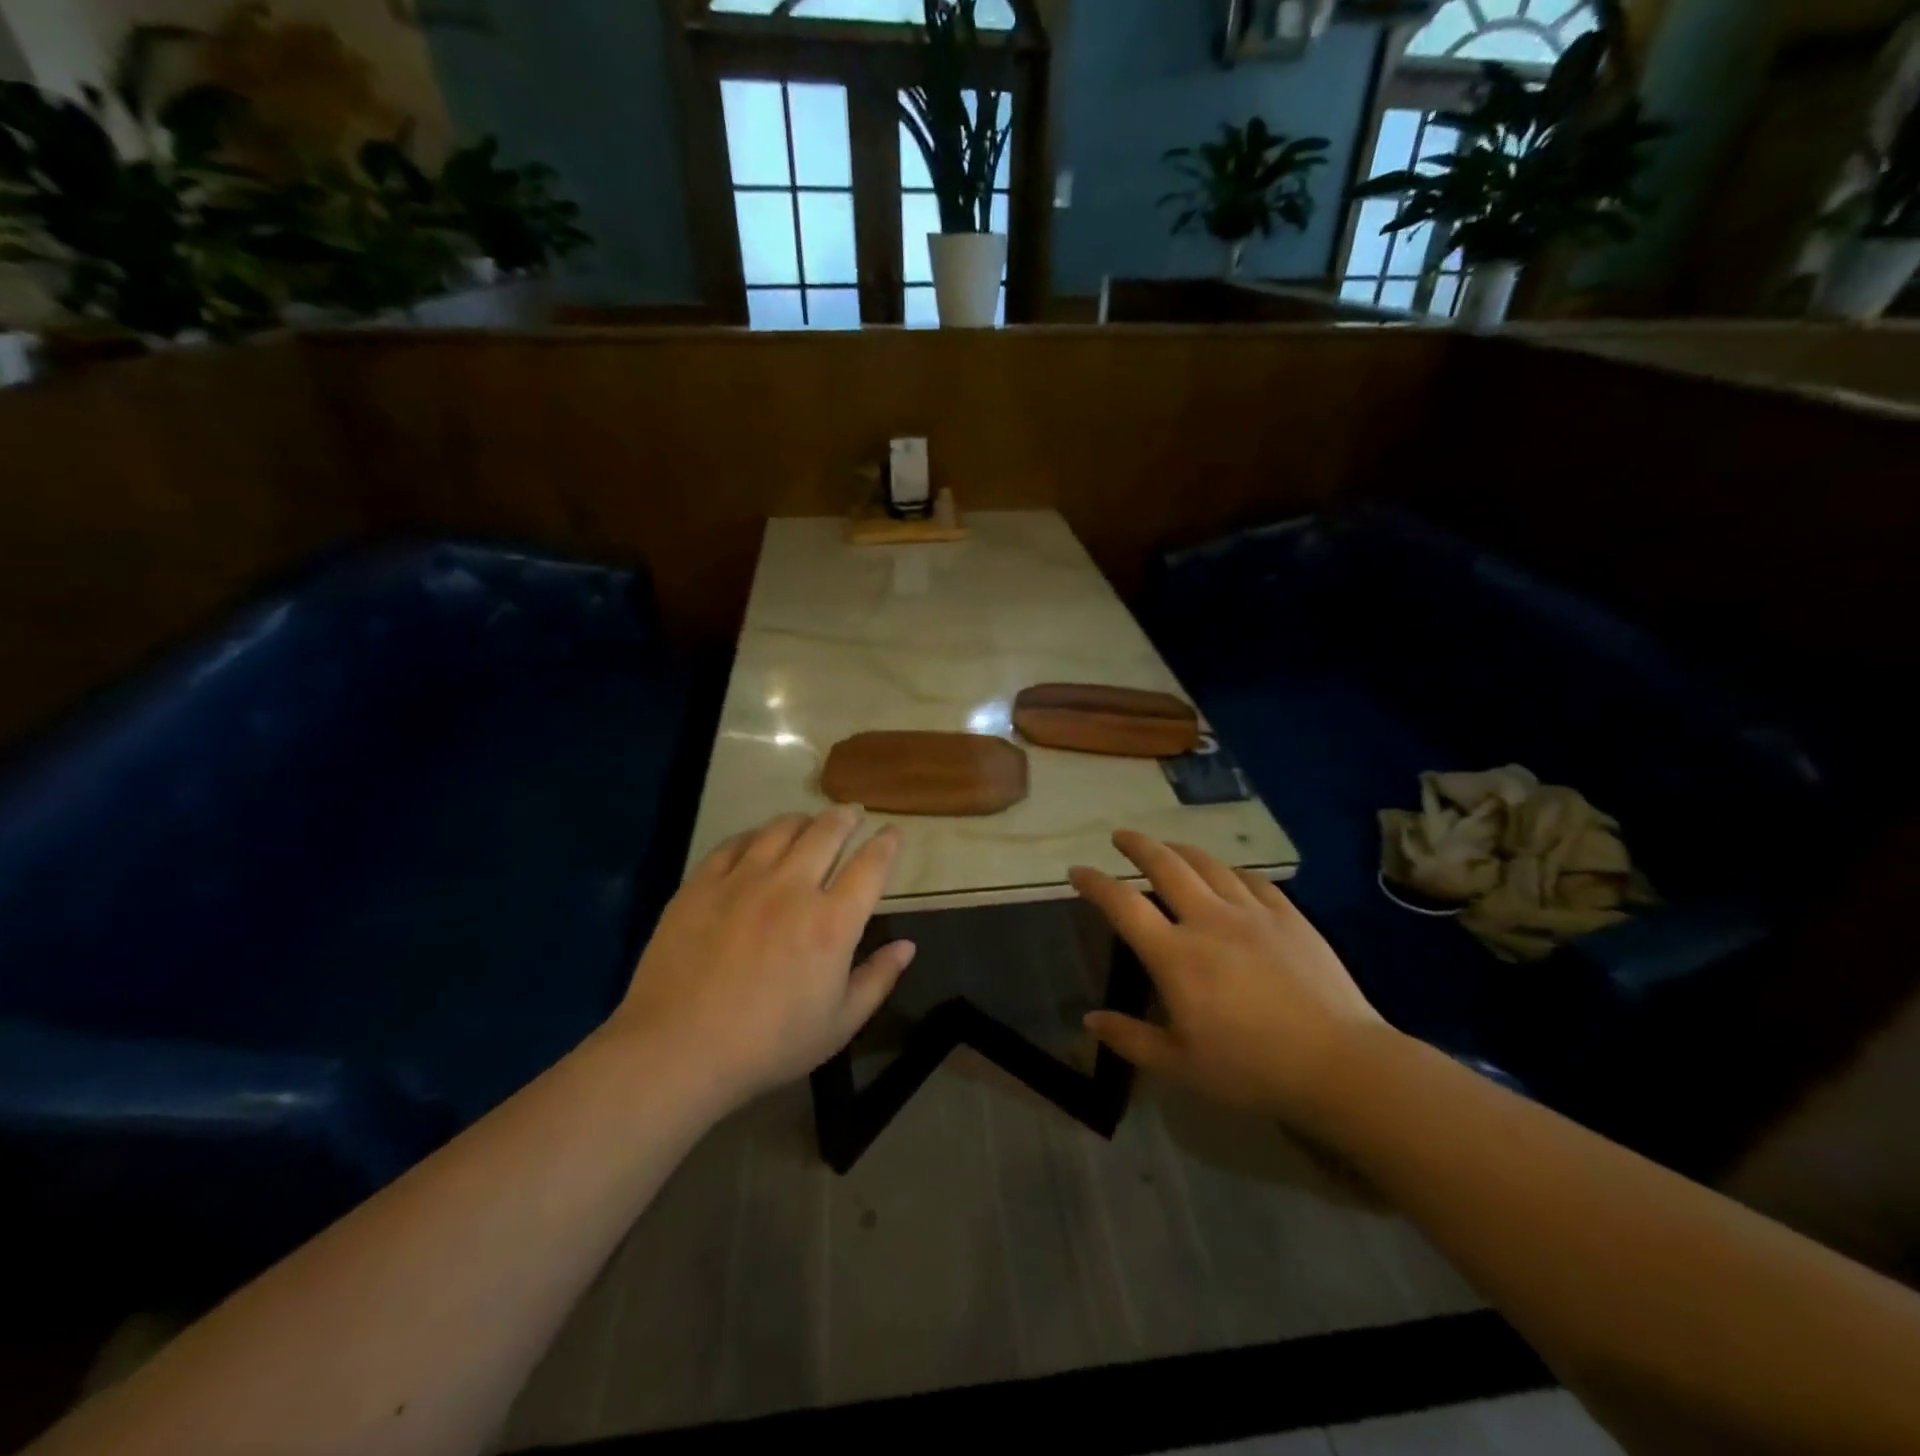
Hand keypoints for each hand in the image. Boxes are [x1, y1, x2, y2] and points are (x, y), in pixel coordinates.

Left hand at [611, 808, 914, 1106]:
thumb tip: (908, 946)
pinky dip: (754, 835)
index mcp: (833, 922)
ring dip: (803, 819)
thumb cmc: (769, 1045)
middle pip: (826, 833)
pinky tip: (757, 840)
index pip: (870, 866)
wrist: (678, 1049)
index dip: (886, 843)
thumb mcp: (839, 1024)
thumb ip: (878, 979)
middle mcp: (792, 888)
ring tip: (809, 820)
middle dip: (846, 818)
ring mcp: (744, 880)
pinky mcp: (702, 884)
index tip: (892, 831)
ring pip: (780, 829)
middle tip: (852, 813)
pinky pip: (734, 843)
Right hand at [1070, 831, 1387, 1127]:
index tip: (1077, 870)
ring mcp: (1252, 913)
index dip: (1096, 883)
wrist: (1340, 1064)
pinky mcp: (1289, 916)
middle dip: (1137, 845)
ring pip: (1208, 865)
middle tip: (1121, 836)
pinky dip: (1230, 871)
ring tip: (1167, 847)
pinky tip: (1228, 874)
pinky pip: (1252, 880)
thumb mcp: (1180, 1065)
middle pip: (1165, 865)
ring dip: (1180, 850)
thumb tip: (1089, 1019)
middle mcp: (1209, 921)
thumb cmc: (1251, 1069)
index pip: (1123, 905)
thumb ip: (1130, 1039)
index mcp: (1175, 956)